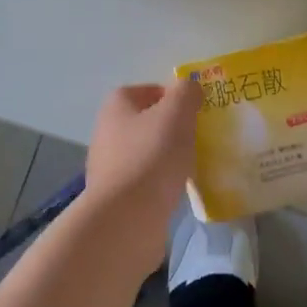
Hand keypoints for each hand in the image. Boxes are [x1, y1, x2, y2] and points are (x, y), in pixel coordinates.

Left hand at [81, 80, 198, 259]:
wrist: (126, 219)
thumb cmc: (151, 156)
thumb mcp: (177, 113)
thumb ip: (186, 93)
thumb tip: (190, 87)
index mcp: (116, 106)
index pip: (147, 90)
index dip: (172, 97)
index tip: (195, 111)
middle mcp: (107, 132)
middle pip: (147, 122)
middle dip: (173, 128)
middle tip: (199, 136)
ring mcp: (109, 167)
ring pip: (147, 152)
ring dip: (169, 157)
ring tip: (194, 164)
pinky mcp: (117, 197)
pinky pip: (146, 181)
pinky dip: (163, 183)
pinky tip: (180, 190)